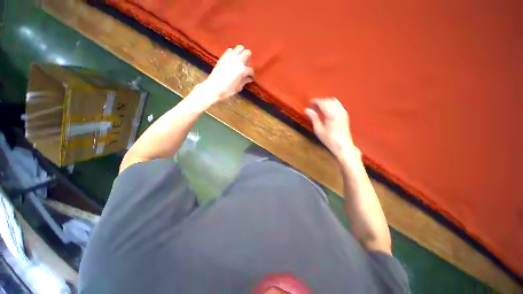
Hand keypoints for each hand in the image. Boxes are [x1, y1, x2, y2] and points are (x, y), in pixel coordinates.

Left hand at [201, 45, 253, 103]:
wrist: (213, 88)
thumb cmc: (227, 90)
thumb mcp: (238, 88)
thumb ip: (244, 81)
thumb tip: (249, 79)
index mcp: (242, 70)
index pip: (250, 70)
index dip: (251, 74)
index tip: (250, 77)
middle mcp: (237, 61)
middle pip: (247, 53)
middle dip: (248, 59)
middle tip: (246, 66)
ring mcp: (230, 57)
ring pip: (239, 48)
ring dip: (241, 53)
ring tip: (240, 61)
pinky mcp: (223, 57)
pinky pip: (230, 50)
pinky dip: (233, 53)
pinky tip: (232, 60)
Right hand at [305, 98, 359, 158]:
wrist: (343, 146)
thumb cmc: (329, 140)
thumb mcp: (319, 130)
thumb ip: (313, 118)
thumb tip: (307, 110)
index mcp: (331, 114)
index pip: (323, 102)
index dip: (315, 101)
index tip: (309, 102)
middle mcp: (338, 111)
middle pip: (328, 100)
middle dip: (320, 101)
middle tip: (313, 106)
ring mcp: (343, 112)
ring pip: (334, 101)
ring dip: (326, 102)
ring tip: (319, 107)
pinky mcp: (345, 115)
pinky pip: (338, 104)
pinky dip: (331, 104)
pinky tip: (327, 110)